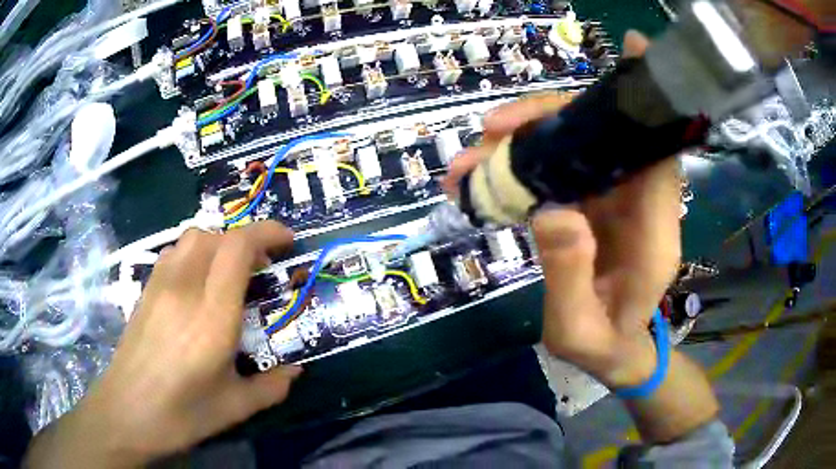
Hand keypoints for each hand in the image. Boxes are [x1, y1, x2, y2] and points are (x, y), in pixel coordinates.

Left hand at [26, 221, 300, 467]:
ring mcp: (160, 286)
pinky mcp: (145, 291)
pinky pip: (174, 253)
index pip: (237, 249)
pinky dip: (194, 254)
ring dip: (218, 244)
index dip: (267, 233)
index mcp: (212, 317)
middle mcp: (184, 289)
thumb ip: (272, 387)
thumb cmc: (182, 413)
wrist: (126, 412)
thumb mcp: (235, 407)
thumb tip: (296, 372)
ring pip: (192, 238)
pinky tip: (196, 284)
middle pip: (215, 235)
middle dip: (245, 240)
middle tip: (260, 266)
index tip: (288, 241)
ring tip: (228, 272)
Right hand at [443, 31, 680, 388]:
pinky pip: (562, 167)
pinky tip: (485, 173)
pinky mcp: (594, 203)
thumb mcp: (577, 330)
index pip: (658, 153)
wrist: (613, 353)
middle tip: (488, 131)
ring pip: (577, 147)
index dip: (646, 103)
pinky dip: (524, 163)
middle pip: (605, 137)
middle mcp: (640, 205)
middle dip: (548, 120)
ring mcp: (616, 200)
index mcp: (653, 234)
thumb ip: (567, 275)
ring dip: (523, 143)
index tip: (633, 51)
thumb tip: (550, 209)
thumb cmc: (601, 346)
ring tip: (468, 161)